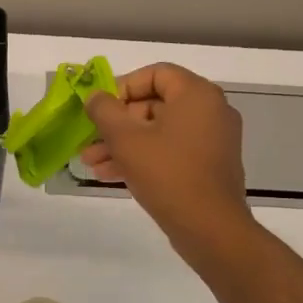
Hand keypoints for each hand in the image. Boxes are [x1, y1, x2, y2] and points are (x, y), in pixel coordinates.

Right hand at [82, 63, 254, 262]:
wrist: (210, 228)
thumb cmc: (167, 174)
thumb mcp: (125, 139)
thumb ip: (104, 111)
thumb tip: (95, 97)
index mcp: (197, 94)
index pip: (155, 73)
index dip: (122, 87)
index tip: (101, 109)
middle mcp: (210, 110)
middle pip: (154, 104)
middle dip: (116, 124)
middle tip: (90, 141)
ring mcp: (212, 140)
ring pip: (159, 131)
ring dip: (123, 144)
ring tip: (92, 164)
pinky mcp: (209, 165)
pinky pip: (171, 151)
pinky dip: (144, 157)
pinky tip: (112, 175)